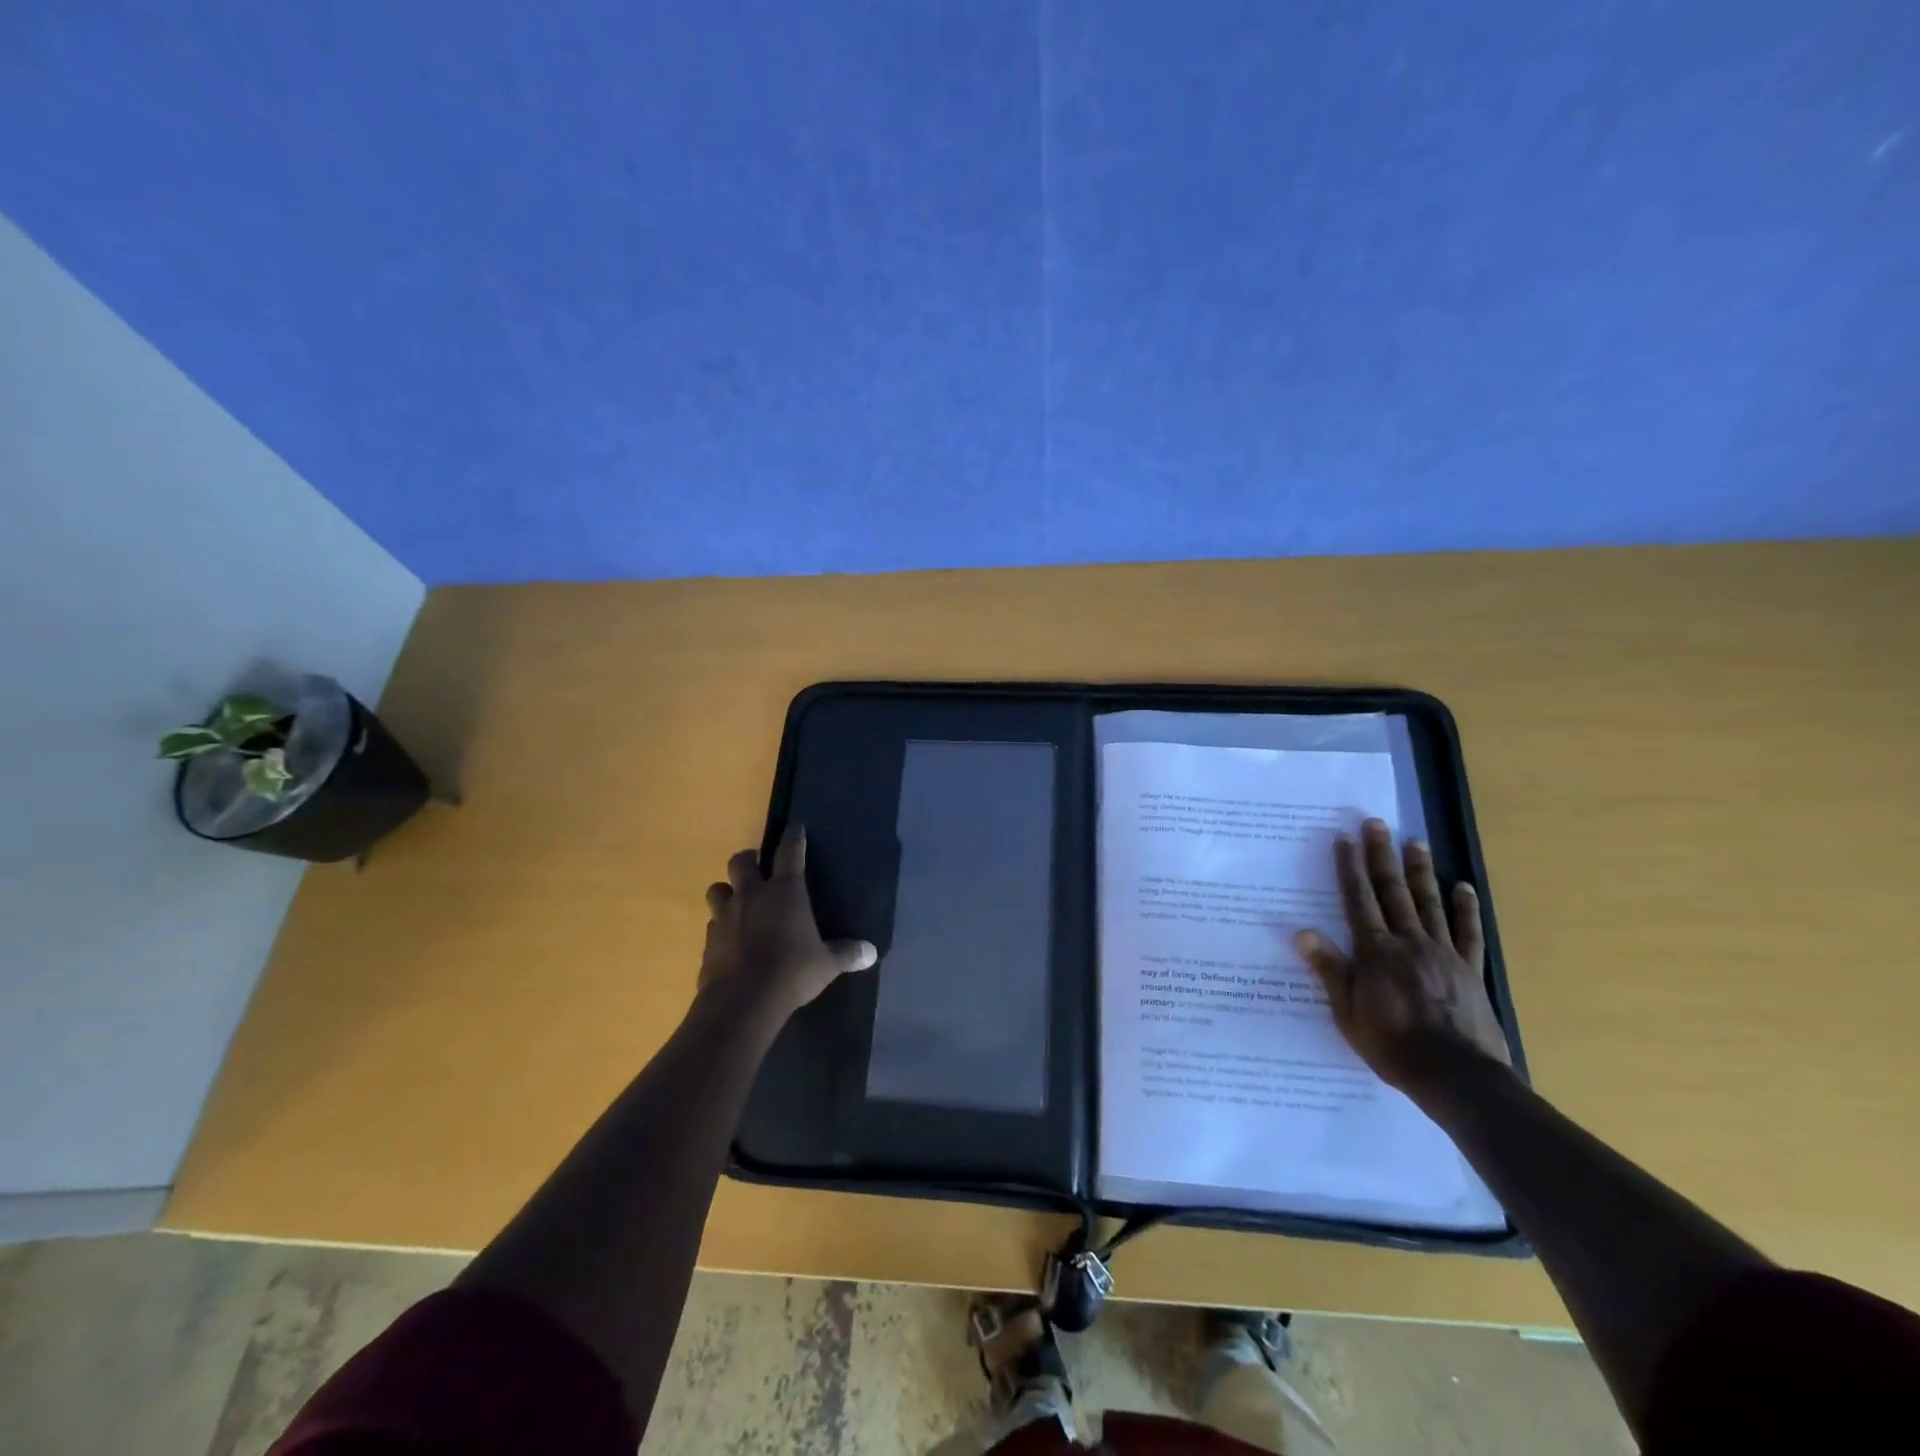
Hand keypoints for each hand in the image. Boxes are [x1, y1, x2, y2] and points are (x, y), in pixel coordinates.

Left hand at [700, 825, 876, 1017]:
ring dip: (727, 891)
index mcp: (785, 891)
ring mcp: (725, 916)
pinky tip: (730, 940)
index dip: (793, 837)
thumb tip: (871, 953)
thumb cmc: (792, 972)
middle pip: (741, 861)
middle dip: (749, 860)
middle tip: (758, 867)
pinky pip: (712, 924)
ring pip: (717, 889)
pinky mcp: (708, 941)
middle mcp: (752, 895)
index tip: (795, 827)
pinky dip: (720, 927)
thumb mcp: (826, 964)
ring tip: (738, 902)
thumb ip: (846, 954)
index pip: (790, 852)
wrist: (743, 1001)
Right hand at [1294, 819, 1512, 1096]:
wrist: (1457, 1077)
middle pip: (1392, 892)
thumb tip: (1301, 932)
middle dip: (1381, 856)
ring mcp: (1443, 953)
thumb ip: (1329, 970)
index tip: (1344, 839)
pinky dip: (1465, 908)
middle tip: (1376, 824)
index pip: (1358, 901)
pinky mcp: (1470, 970)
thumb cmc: (1392, 1046)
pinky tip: (1462, 887)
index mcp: (1375, 952)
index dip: (1349, 869)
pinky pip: (1468, 933)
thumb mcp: (1347, 1013)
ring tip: (1415, 841)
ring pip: (1429, 903)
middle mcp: (1409, 942)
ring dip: (1420, 870)